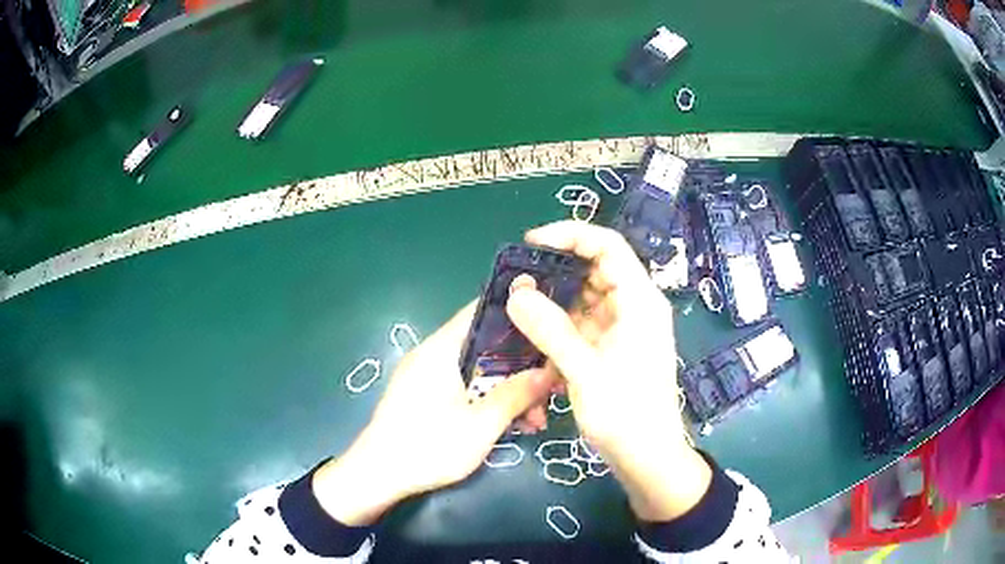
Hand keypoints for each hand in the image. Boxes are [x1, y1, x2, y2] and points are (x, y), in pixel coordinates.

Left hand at [313, 302, 553, 525]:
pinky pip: (464, 387)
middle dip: (521, 368)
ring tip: (535, 421)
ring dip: (508, 391)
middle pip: (485, 346)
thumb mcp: (481, 425)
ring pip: (478, 371)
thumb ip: (516, 394)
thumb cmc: (429, 447)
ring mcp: (426, 376)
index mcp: (442, 349)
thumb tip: (550, 371)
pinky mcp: (424, 397)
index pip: (482, 311)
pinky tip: (511, 426)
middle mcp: (433, 355)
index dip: (518, 314)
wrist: (377, 476)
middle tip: (550, 391)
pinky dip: (488, 401)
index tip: (550, 328)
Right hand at [506, 221, 711, 521]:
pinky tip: (536, 343)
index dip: (570, 235)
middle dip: (555, 273)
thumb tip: (516, 292)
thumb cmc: (626, 414)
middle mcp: (634, 307)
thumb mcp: (586, 371)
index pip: (608, 246)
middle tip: (516, 282)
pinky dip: (559, 329)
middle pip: (594, 270)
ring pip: (584, 299)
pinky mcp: (612, 349)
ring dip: (554, 304)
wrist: (647, 458)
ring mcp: (623, 329)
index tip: (531, 243)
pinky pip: (582, 325)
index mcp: (640, 301)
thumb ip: (551, 330)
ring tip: (519, 312)